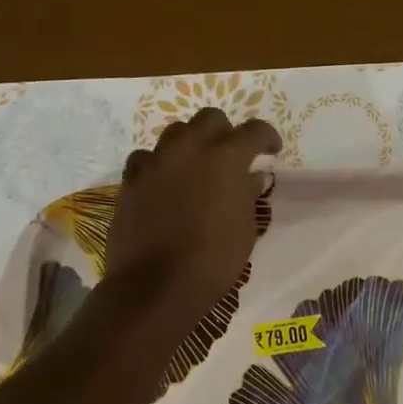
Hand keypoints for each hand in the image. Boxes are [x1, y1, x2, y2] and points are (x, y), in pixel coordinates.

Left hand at [106, 108, 281, 325]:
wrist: (156, 284)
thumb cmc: (213, 259)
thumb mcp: (245, 228)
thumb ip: (248, 194)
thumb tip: (252, 177)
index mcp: (226, 157)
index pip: (254, 130)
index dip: (267, 138)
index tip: (271, 151)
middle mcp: (189, 148)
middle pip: (210, 119)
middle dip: (225, 132)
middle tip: (231, 155)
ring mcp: (156, 161)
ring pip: (176, 133)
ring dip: (191, 144)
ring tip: (196, 167)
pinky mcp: (131, 179)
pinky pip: (146, 158)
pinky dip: (160, 164)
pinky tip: (164, 183)